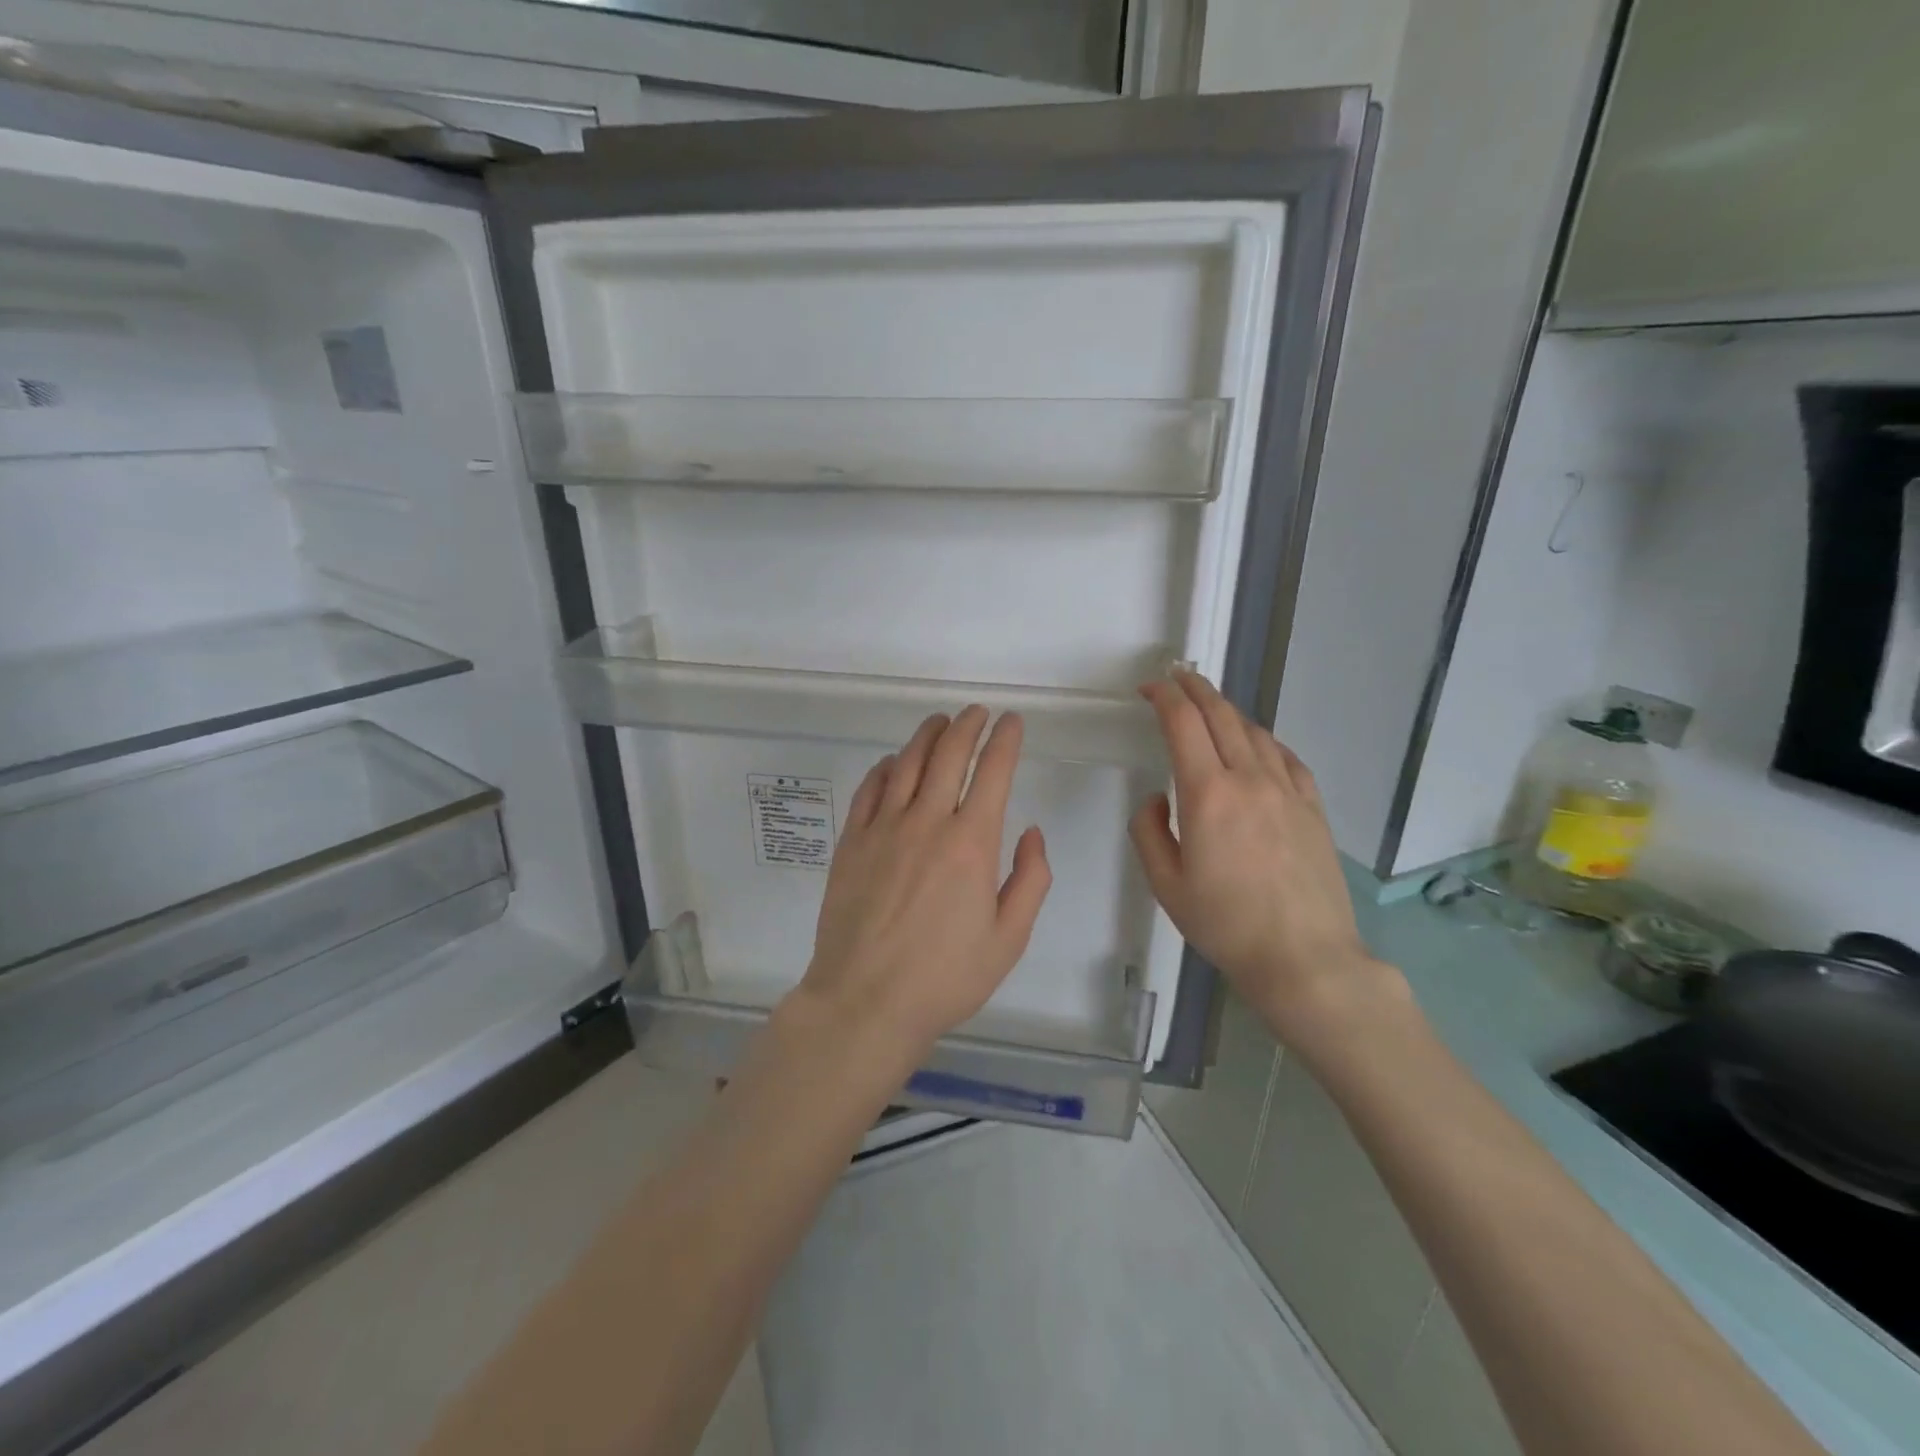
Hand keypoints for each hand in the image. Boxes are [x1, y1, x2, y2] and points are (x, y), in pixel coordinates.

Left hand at [796, 706, 1051, 1056]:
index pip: (992, 772)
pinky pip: (869, 790)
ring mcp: (883, 829)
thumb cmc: (945, 977)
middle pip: (948, 755)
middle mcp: (927, 822)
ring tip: (940, 722)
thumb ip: (1030, 880)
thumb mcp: (1008, 939)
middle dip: (967, 726)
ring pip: (906, 763)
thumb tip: (1031, 832)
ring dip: (927, 736)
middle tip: (977, 712)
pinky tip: (892, 763)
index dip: (1004, 740)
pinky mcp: (851, 843)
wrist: (865, 1002)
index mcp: (971, 843)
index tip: (1011, 722)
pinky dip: (884, 768)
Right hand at [1130, 671, 1403, 1049]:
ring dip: (1228, 710)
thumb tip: (1158, 799)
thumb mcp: (1166, 885)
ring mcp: (1288, 791)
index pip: (1182, 724)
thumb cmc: (1226, 925)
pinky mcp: (1313, 808)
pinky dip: (1264, 740)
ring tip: (1211, 705)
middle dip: (1195, 688)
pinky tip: (1258, 745)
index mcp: (1208, 794)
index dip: (1163, 697)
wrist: (1305, 958)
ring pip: (1255, 732)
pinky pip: (1287, 758)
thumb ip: (1149, 832)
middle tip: (1176, 676)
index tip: (1148, 688)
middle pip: (1222, 715)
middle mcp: (1250, 779)